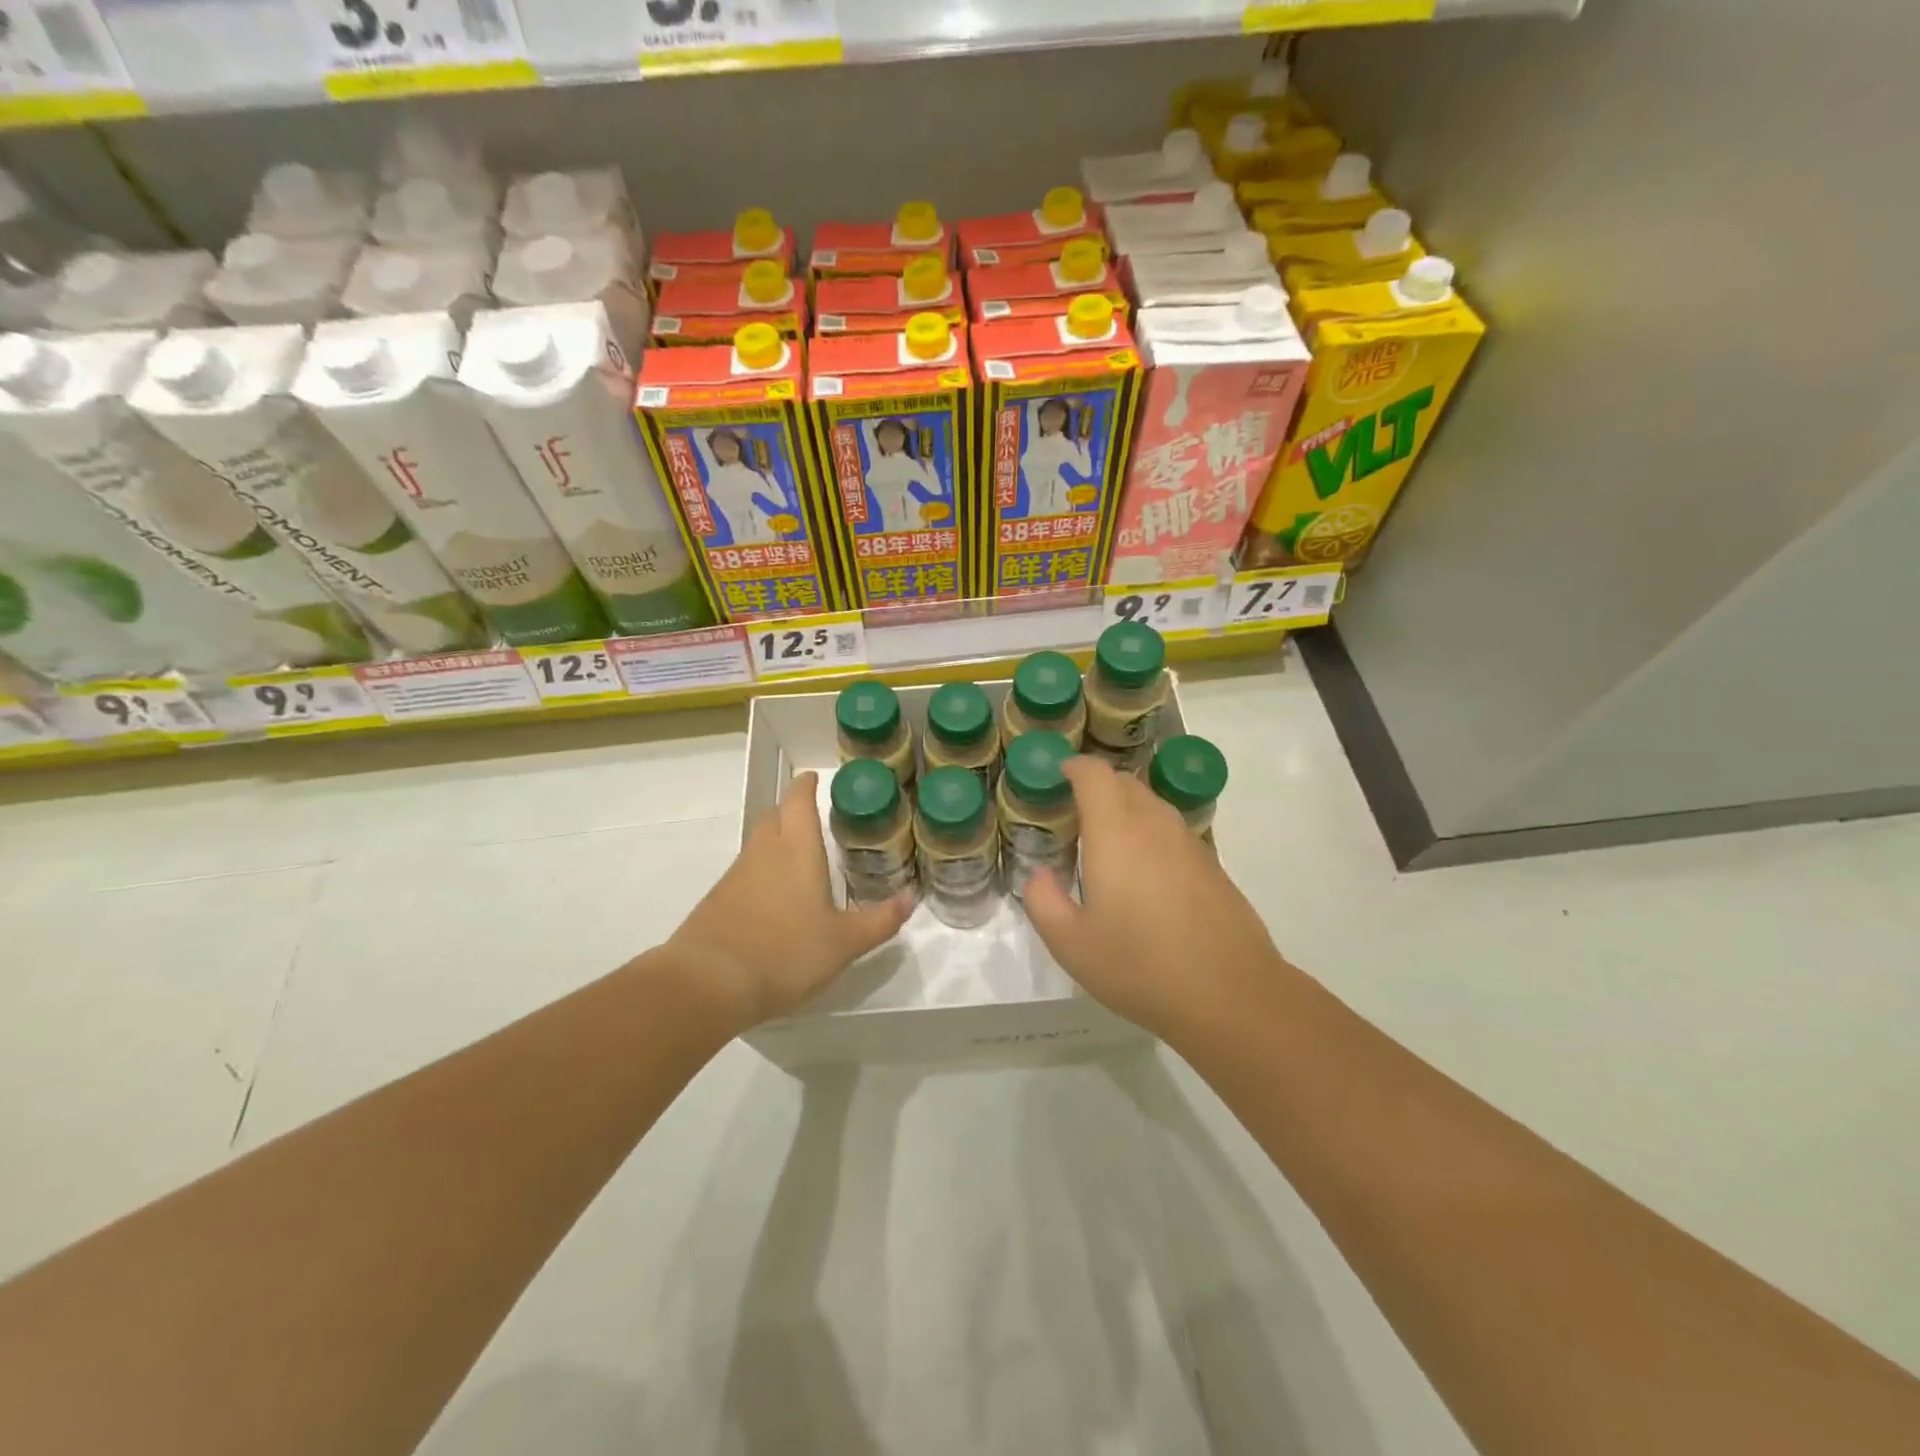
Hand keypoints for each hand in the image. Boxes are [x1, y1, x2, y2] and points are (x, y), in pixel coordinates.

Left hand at [670, 770, 912, 1026]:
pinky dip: (760, 876)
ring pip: (757, 846)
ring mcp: (735, 877)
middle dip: (790, 812)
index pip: (798, 801)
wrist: (708, 984)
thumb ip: (880, 920)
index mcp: (796, 850)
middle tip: (812, 821)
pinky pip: (744, 875)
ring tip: (799, 864)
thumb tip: (912, 897)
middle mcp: (763, 853)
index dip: (806, 786)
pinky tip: (773, 903)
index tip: (814, 778)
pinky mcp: (717, 902)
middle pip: (773, 817)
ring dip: (775, 844)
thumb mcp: (844, 943)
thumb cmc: (785, 953)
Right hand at [1024, 756, 1280, 1041]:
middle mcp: (1155, 825)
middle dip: (1098, 786)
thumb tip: (1040, 874)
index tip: (1058, 776)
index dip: (1075, 767)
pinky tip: (1145, 876)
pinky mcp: (1213, 866)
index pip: (1095, 775)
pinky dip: (1151, 835)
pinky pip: (1173, 832)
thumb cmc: (1140, 965)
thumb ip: (1043, 901)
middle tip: (1074, 814)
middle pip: (1126, 783)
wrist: (1230, 994)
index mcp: (1115, 831)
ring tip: (1107, 844)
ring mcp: (1190, 843)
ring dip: (1126, 810)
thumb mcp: (1071, 943)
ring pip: (1153, 806)